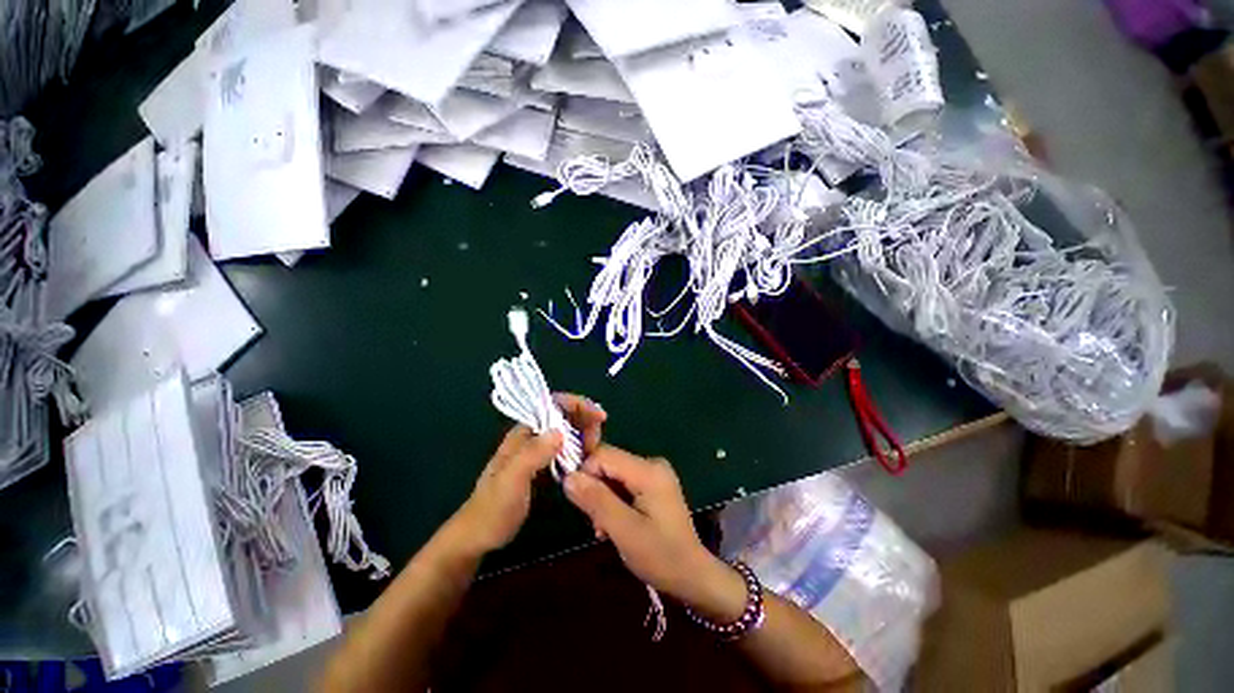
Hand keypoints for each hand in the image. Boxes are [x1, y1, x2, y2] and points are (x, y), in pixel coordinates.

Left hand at [452, 394, 607, 554]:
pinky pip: (565, 449)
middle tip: (598, 439)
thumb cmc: (492, 509)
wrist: (477, 537)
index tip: (598, 416)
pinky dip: (579, 449)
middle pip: (562, 416)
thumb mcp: (511, 482)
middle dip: (584, 420)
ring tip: (595, 449)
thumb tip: (560, 431)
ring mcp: (536, 451)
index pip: (552, 405)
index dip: (577, 404)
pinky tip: (587, 459)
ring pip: (566, 432)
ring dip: (584, 434)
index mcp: (522, 433)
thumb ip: (532, 455)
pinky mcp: (542, 465)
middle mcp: (530, 436)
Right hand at [563, 448, 746, 620]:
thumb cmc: (661, 555)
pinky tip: (616, 525)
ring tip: (605, 530)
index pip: (603, 454)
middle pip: (608, 464)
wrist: (693, 575)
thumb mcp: (624, 530)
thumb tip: (567, 477)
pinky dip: (615, 501)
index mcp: (648, 470)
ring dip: (604, 500)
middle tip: (596, 524)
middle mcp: (652, 463)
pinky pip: (624, 483)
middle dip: (595, 490)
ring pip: (613, 475)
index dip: (585, 474)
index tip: (579, 504)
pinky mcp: (654, 484)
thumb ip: (596, 500)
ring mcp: (655, 473)